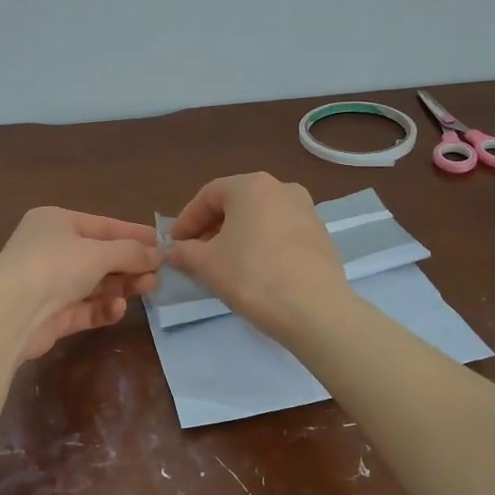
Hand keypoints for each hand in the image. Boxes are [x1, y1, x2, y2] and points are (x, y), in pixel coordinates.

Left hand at [0, 207, 162, 361]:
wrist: (10, 314)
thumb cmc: (54, 266)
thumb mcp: (98, 253)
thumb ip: (131, 253)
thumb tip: (160, 253)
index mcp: (56, 222)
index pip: (103, 225)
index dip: (134, 235)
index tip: (163, 244)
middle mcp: (50, 249)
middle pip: (99, 256)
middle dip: (129, 265)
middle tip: (158, 274)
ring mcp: (48, 283)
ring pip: (93, 283)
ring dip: (120, 286)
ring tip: (147, 289)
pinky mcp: (50, 315)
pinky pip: (83, 308)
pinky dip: (102, 308)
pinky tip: (118, 309)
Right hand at [166, 173, 347, 335]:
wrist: (315, 309)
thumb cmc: (252, 275)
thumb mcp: (206, 265)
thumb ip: (184, 252)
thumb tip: (173, 251)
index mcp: (251, 185)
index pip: (208, 195)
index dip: (186, 220)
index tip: (174, 244)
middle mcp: (282, 188)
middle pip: (236, 204)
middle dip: (212, 228)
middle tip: (196, 255)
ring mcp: (307, 210)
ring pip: (260, 218)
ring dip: (237, 237)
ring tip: (224, 265)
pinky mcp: (321, 236)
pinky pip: (281, 233)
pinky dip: (262, 245)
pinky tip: (255, 272)